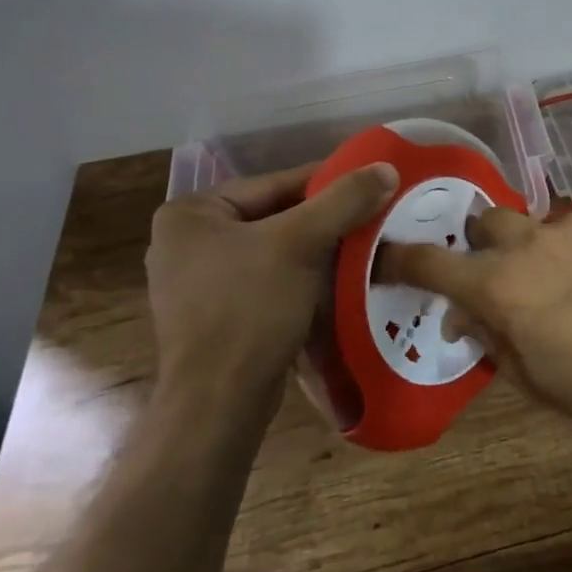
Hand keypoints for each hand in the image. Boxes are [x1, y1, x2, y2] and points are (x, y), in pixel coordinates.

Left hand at [146, 161, 397, 400]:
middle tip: (371, 217)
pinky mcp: (213, 316)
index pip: (274, 184)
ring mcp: (195, 282)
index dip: (328, 183)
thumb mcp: (301, 243)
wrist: (219, 403)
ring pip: (272, 250)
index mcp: (190, 213)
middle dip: (323, 220)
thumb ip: (344, 200)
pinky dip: (299, 278)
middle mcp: (184, 241)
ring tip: (361, 247)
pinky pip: (265, 280)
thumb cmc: (250, 309)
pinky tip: (334, 282)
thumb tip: (386, 167)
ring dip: (315, 250)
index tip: (371, 183)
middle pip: (274, 217)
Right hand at [377, 205, 571, 441]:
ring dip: (540, 243)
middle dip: (486, 243)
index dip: (403, 259)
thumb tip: (459, 312)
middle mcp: (533, 241)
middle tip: (504, 272)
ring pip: (540, 219)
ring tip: (568, 277)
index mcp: (502, 286)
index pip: (433, 263)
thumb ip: (488, 335)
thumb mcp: (531, 378)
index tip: (390, 257)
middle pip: (488, 221)